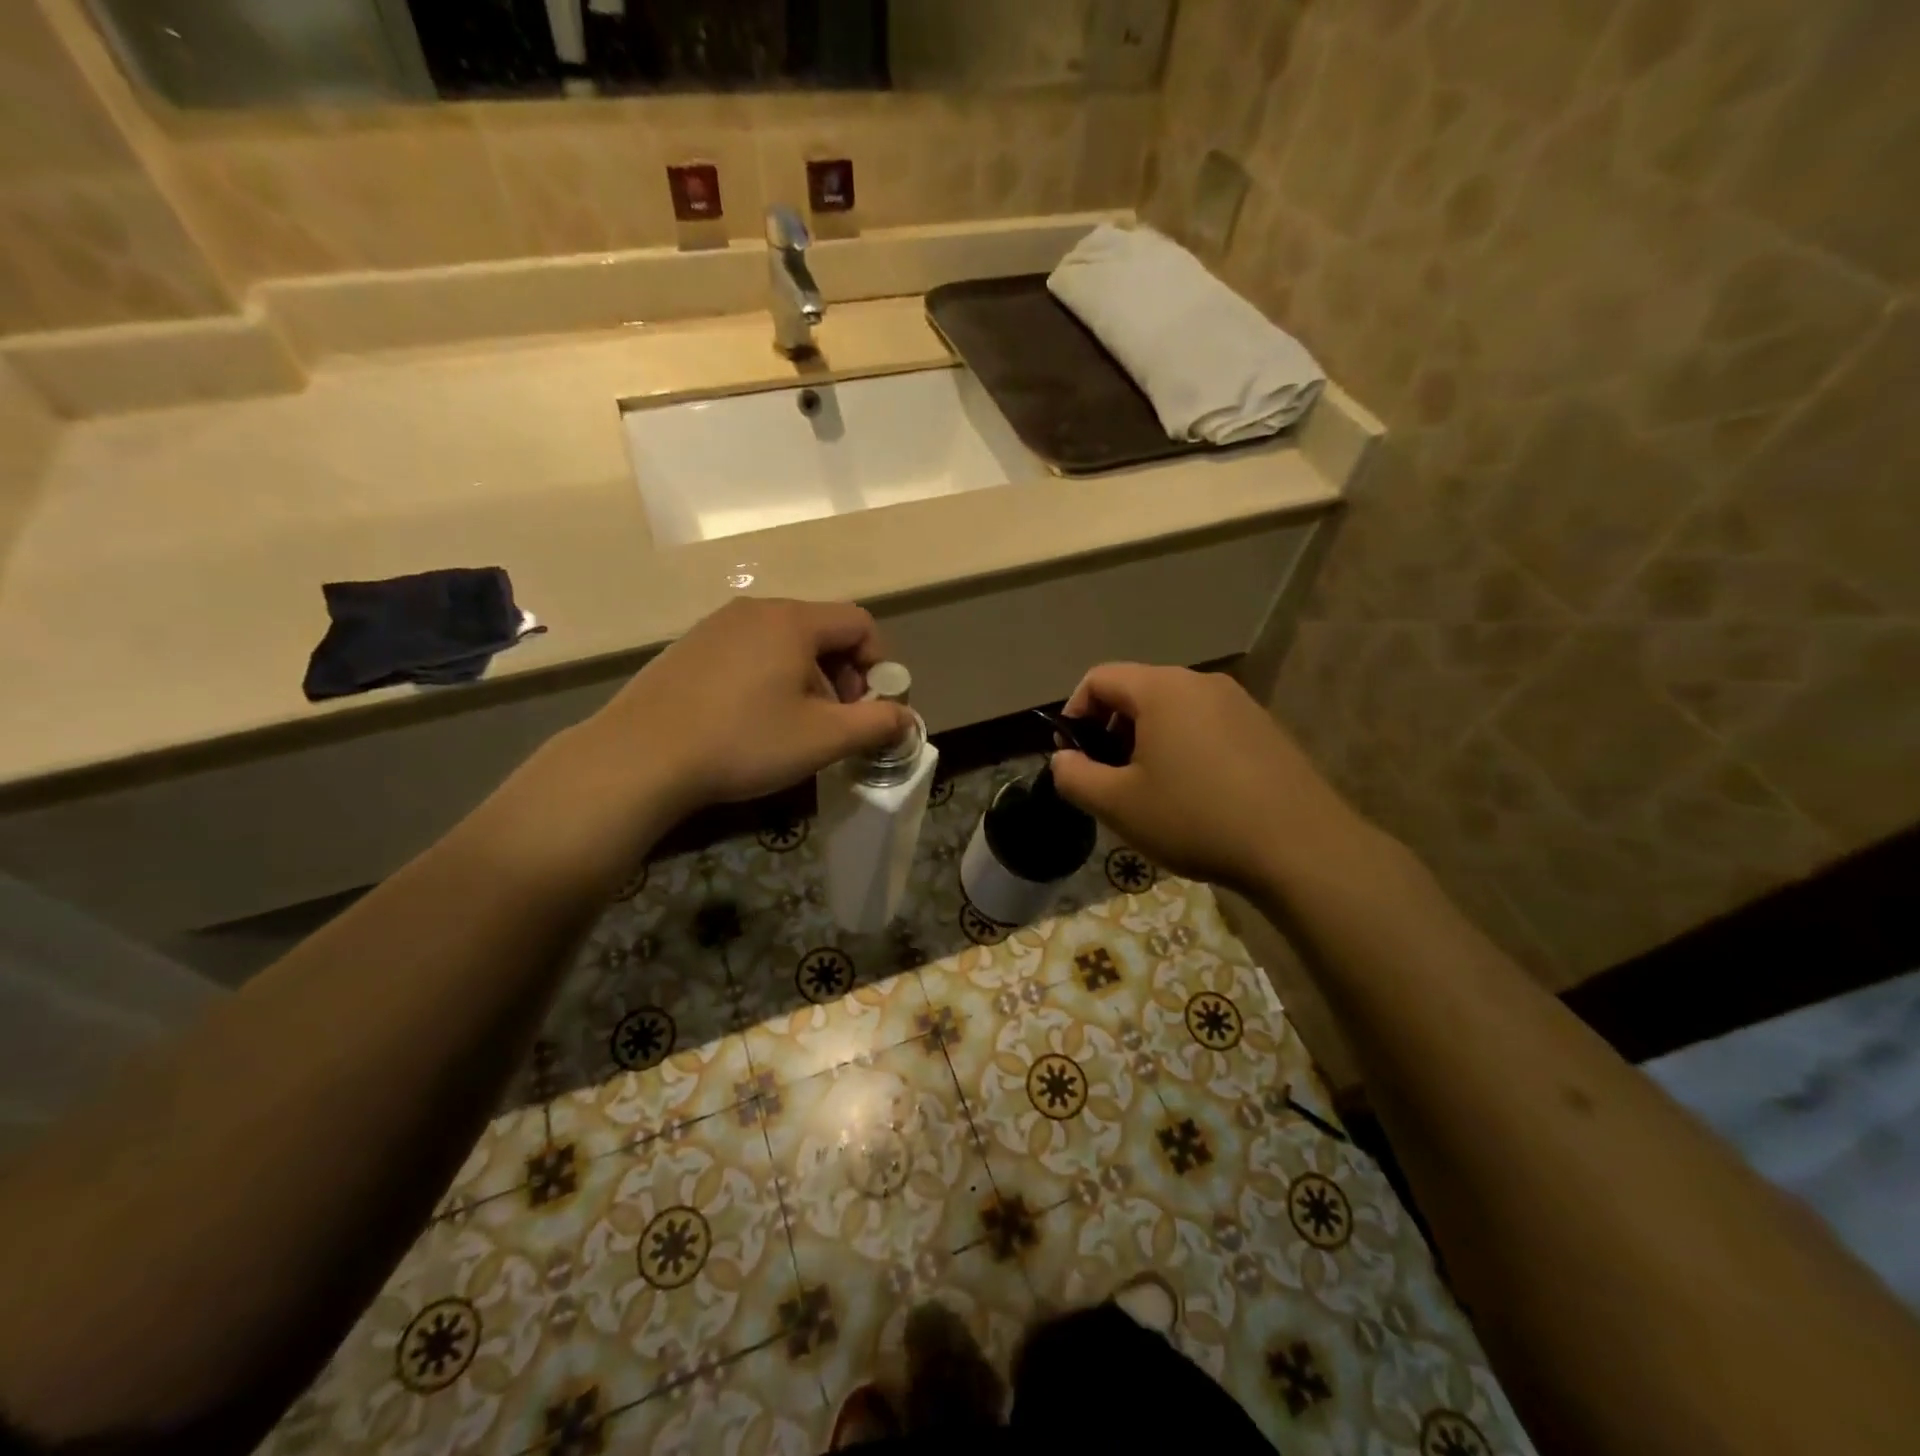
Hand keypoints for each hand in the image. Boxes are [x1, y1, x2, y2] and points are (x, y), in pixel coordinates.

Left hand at [580, 597, 911, 816]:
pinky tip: (749, 722)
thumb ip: (876, 724)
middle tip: (834, 722)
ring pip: (784, 644)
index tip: (869, 706)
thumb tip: (908, 720)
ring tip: (792, 727)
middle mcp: (755, 610)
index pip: (859, 622)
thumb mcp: (823, 738)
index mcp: (793, 620)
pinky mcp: (689, 648)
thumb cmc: (744, 741)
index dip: (878, 663)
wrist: (641, 757)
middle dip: (841, 676)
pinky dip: (768, 680)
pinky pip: (748, 653)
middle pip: (822, 631)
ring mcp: (716, 626)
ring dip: (805, 680)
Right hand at [1048, 663, 1371, 893]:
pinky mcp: (1265, 729)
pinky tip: (1195, 796)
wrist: (1300, 848)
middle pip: (1137, 692)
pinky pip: (1206, 727)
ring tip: (1150, 791)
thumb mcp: (1118, 805)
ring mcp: (1240, 704)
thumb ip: (1075, 777)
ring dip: (1147, 742)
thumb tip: (1063, 760)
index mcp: (1162, 689)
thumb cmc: (1196, 819)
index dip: (1073, 713)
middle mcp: (1201, 683)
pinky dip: (1184, 749)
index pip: (1099, 678)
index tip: (1072, 756)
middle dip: (1111, 731)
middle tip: (1109, 779)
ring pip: (1173, 711)